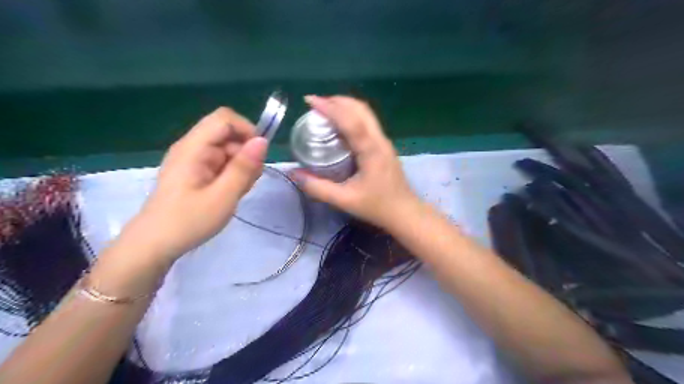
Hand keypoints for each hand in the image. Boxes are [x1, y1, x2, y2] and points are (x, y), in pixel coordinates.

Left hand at [125, 107, 267, 263]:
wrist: (155, 244)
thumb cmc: (188, 221)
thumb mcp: (223, 196)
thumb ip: (243, 168)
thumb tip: (262, 141)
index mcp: (194, 148)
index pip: (225, 119)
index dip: (246, 130)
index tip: (258, 156)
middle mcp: (193, 148)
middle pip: (229, 135)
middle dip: (246, 154)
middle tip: (249, 182)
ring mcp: (194, 160)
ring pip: (228, 150)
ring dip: (241, 167)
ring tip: (238, 191)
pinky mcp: (196, 171)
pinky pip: (222, 163)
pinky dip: (232, 174)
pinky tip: (230, 193)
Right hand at [292, 95, 422, 230]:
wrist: (405, 212)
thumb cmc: (377, 207)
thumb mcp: (344, 200)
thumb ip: (318, 188)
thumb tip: (294, 173)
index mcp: (371, 150)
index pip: (350, 121)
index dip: (330, 107)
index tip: (310, 101)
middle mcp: (380, 140)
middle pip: (360, 109)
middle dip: (337, 101)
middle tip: (315, 104)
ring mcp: (384, 142)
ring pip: (366, 114)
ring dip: (345, 106)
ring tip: (325, 110)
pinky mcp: (384, 147)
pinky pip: (367, 123)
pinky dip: (352, 116)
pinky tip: (340, 126)